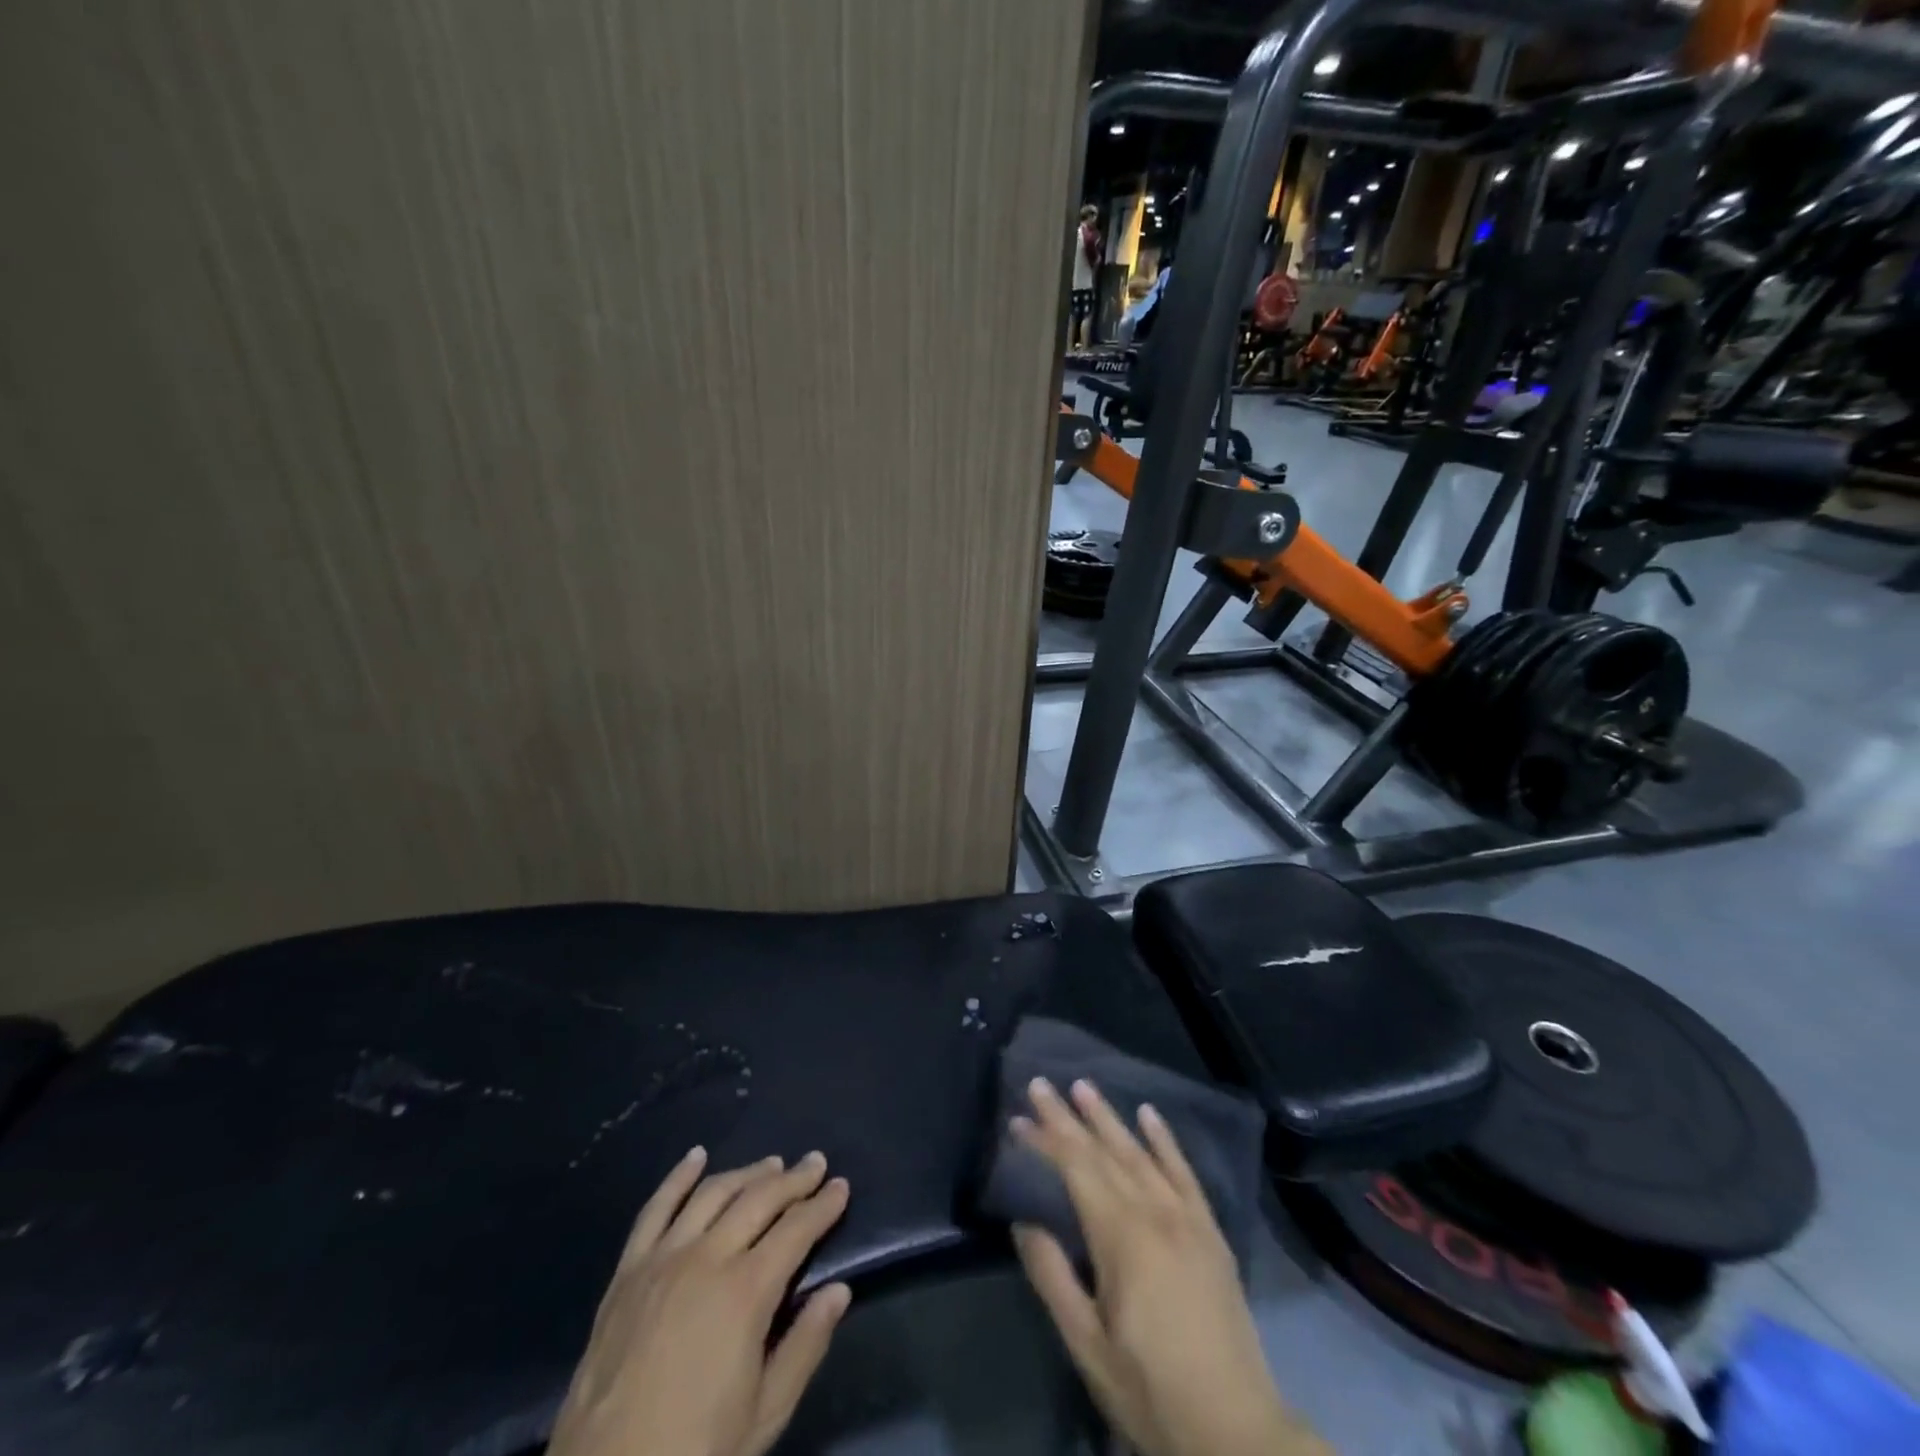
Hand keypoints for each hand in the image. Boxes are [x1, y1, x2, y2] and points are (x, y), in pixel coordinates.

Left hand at [547, 1148, 851, 1455]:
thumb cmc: (695, 1453)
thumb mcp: (765, 1414)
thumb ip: (805, 1346)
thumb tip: (838, 1290)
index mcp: (746, 1292)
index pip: (797, 1229)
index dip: (823, 1205)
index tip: (842, 1187)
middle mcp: (707, 1258)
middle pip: (759, 1200)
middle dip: (794, 1179)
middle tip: (816, 1164)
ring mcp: (663, 1259)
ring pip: (714, 1193)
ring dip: (748, 1173)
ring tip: (772, 1164)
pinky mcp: (627, 1271)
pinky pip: (656, 1209)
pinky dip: (679, 1177)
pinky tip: (696, 1156)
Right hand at [1012, 1079, 1329, 1455]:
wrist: (1238, 1431)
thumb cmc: (1152, 1391)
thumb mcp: (1087, 1345)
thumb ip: (1053, 1276)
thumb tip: (1024, 1221)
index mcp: (1122, 1237)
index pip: (1075, 1169)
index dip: (1046, 1140)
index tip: (1018, 1118)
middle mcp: (1154, 1212)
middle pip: (1104, 1152)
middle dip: (1069, 1117)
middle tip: (1042, 1084)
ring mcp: (1187, 1218)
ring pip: (1141, 1153)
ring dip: (1110, 1118)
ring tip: (1085, 1086)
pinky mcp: (1210, 1231)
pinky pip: (1185, 1173)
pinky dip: (1166, 1140)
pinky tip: (1150, 1114)